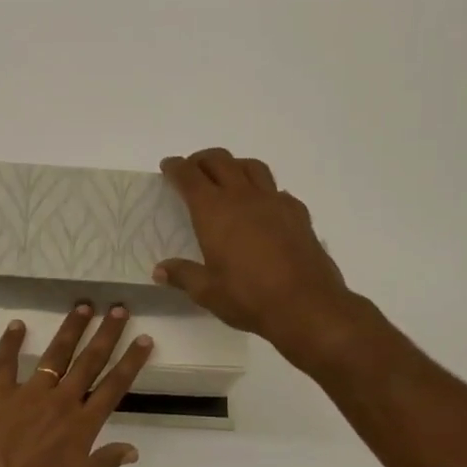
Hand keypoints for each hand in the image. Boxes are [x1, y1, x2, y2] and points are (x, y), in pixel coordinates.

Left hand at [0, 302, 153, 466]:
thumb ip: (103, 466)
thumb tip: (132, 449)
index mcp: (83, 427)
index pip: (115, 386)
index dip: (131, 361)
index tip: (144, 339)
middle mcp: (61, 403)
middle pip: (89, 361)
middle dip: (107, 334)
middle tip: (119, 309)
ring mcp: (28, 395)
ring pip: (55, 355)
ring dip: (70, 329)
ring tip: (83, 306)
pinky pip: (5, 363)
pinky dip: (11, 342)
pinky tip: (17, 324)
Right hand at [154, 148, 363, 369]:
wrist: (306, 305)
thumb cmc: (248, 297)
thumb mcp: (207, 292)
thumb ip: (183, 275)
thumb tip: (160, 271)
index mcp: (214, 211)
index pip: (189, 176)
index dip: (176, 167)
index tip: (168, 165)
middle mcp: (243, 197)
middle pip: (220, 161)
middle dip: (202, 160)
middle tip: (193, 170)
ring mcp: (274, 201)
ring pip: (252, 166)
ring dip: (234, 165)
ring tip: (227, 179)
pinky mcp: (298, 213)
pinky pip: (277, 190)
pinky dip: (263, 190)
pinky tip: (262, 207)